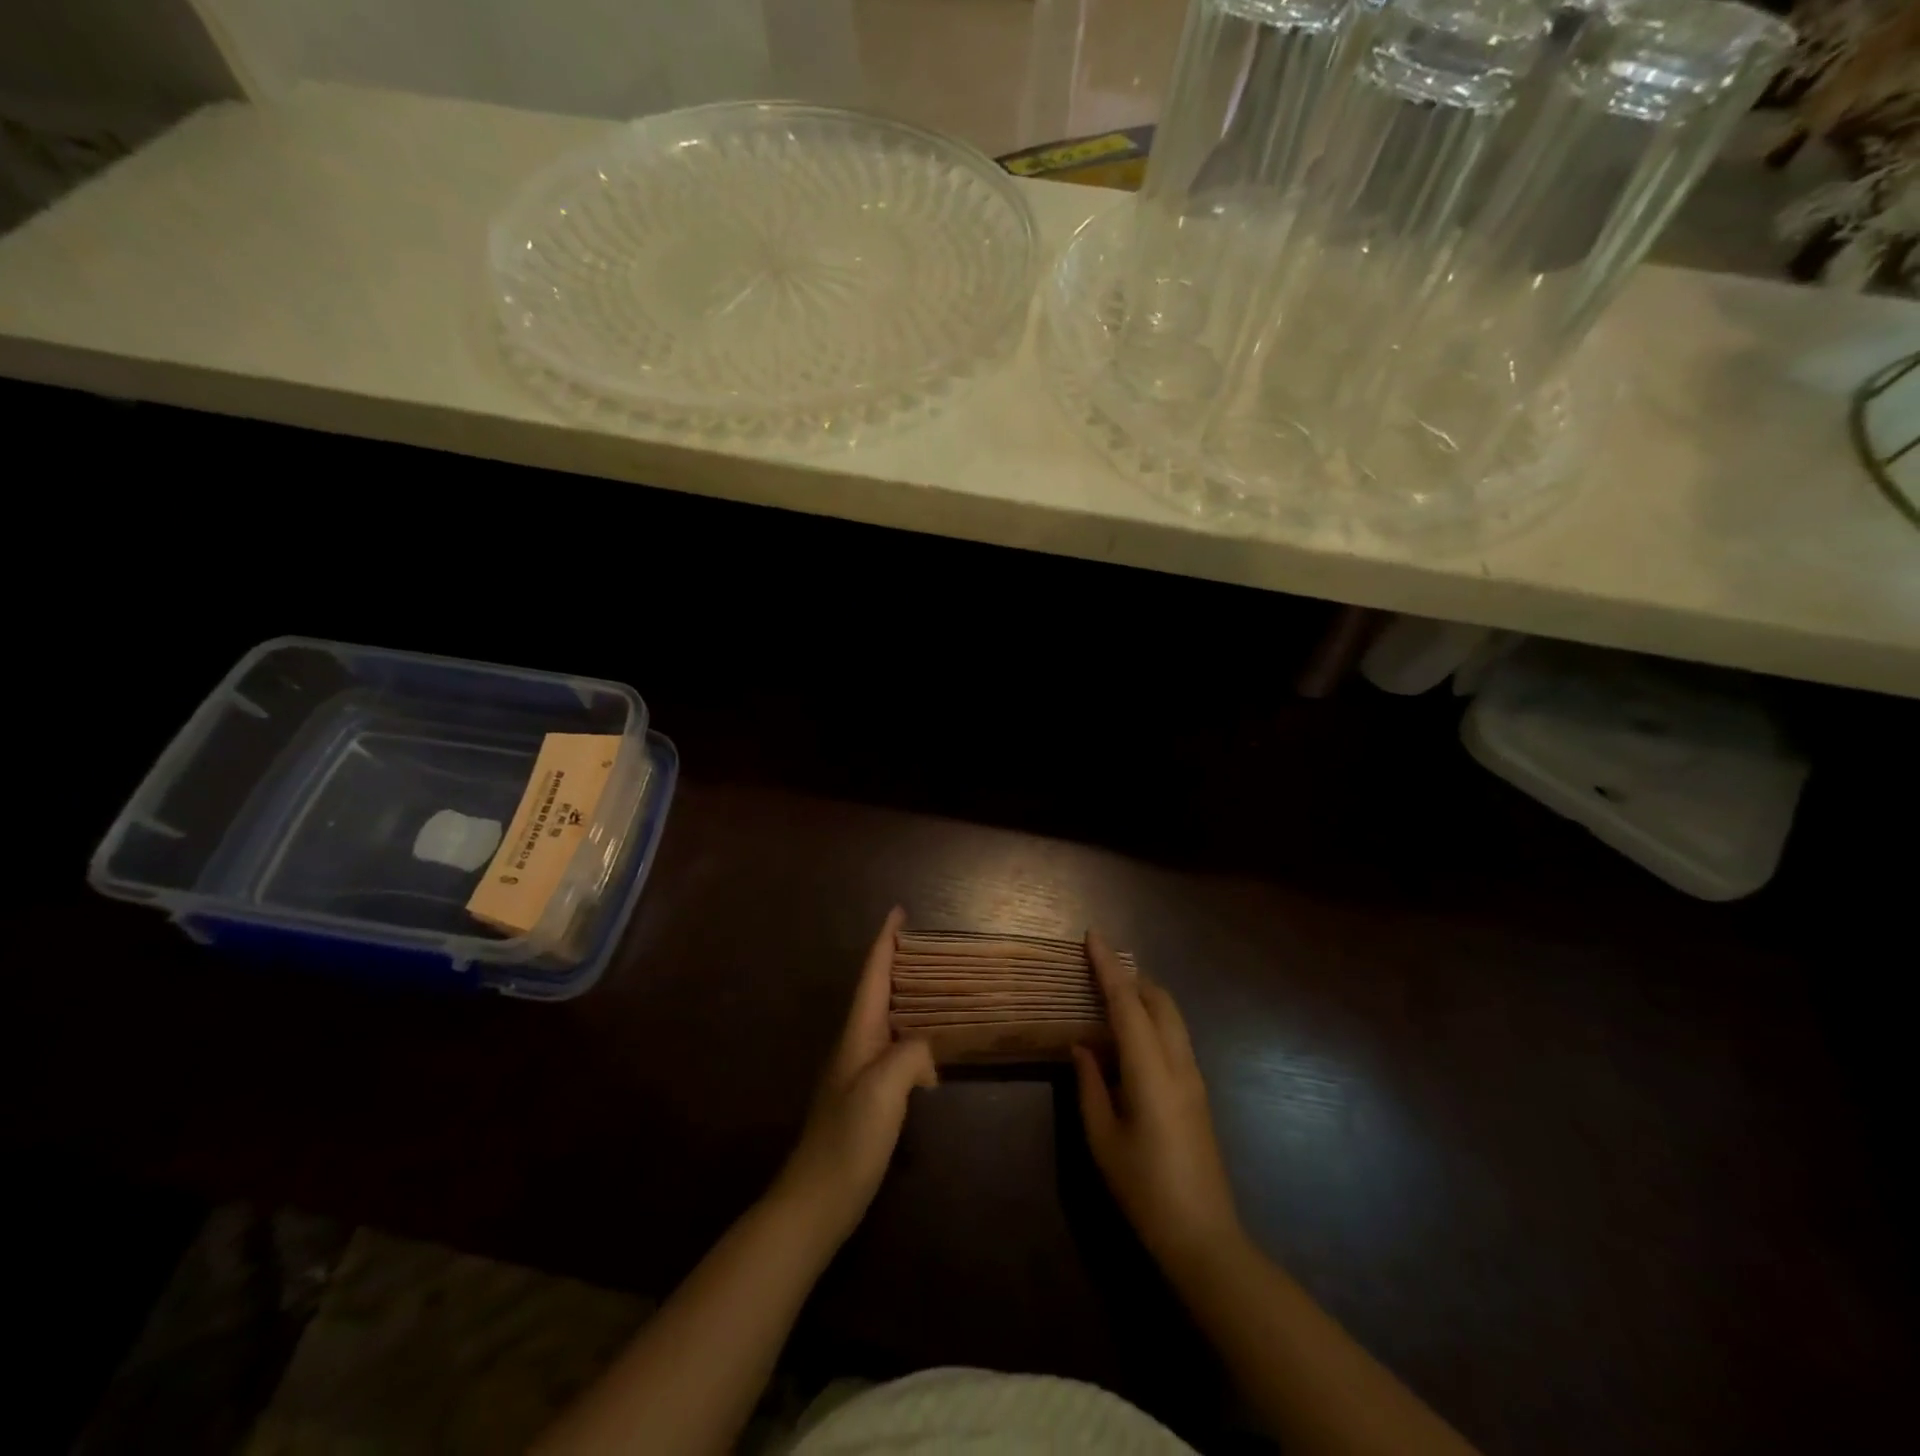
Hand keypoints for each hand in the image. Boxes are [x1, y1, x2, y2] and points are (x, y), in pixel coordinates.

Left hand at [773, 907, 936, 1245]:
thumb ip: (909, 1055)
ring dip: (907, 997)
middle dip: (897, 963)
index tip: (898, 912)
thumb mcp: (883, 1091)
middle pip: (878, 991)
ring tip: (937, 987)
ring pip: (887, 1019)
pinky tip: (932, 1049)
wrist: (816, 1201)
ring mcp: (859, 1072)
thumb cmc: (848, 1140)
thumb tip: (927, 1047)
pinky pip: (894, 1049)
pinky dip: (913, 1035)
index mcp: (857, 1035)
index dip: (885, 943)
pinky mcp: (868, 1097)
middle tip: (929, 945)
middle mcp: (856, 1045)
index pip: (872, 977)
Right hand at [1073, 931, 1245, 1276]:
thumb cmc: (1144, 1190)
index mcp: (1152, 1073)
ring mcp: (1195, 1078)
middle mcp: (1179, 1065)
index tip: (1093, 937)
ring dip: (1144, 995)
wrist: (1204, 1238)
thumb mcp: (1103, 1139)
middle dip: (1131, 975)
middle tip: (1098, 964)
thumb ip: (1090, 1085)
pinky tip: (1130, 1035)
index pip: (1128, 1005)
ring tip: (1111, 993)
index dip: (1108, 968)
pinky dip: (1153, 1019)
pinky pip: (1175, 1037)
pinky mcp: (1198, 1092)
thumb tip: (1081, 1046)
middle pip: (1159, 1001)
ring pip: (1172, 1017)